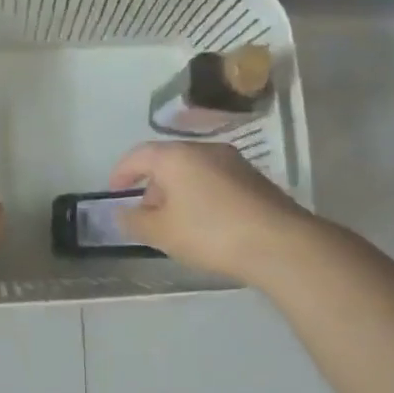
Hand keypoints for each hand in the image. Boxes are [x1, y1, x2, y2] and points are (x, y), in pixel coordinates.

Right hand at [108, 141, 313, 283]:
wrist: (279, 243)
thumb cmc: (210, 233)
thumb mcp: (162, 233)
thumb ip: (135, 221)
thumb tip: (121, 213)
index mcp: (176, 156)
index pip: (139, 155)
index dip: (121, 172)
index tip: (114, 192)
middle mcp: (205, 149)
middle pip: (168, 161)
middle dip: (152, 186)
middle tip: (145, 214)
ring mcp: (234, 162)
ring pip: (194, 171)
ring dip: (178, 192)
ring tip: (175, 224)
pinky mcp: (255, 179)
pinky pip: (216, 181)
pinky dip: (201, 196)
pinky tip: (206, 225)